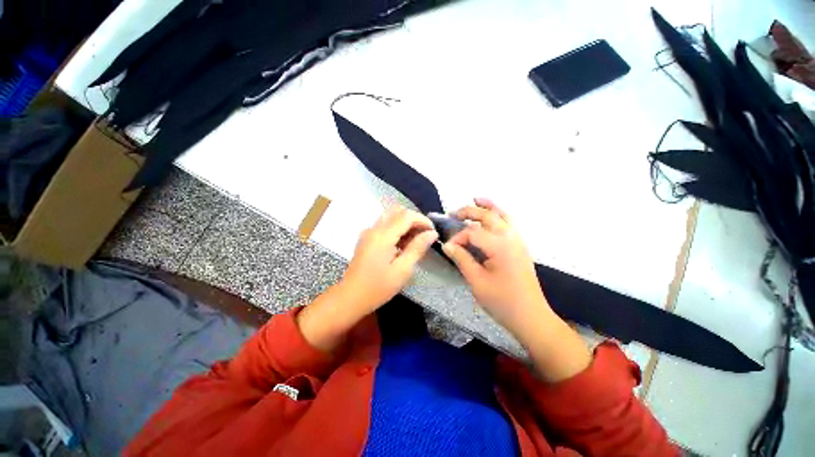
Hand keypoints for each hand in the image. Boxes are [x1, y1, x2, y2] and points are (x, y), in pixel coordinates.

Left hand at [298, 205, 436, 352]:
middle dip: (414, 219)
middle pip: (398, 211)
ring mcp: (368, 232)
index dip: (423, 220)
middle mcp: (374, 228)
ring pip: (391, 215)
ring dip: (405, 223)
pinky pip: (384, 224)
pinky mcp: (366, 237)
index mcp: (383, 235)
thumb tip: (432, 233)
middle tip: (424, 235)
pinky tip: (401, 244)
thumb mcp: (402, 270)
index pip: (407, 216)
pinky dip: (396, 227)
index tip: (433, 232)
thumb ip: (417, 248)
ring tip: (415, 240)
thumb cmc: (378, 287)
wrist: (350, 298)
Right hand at [442, 198, 548, 334]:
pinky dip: (499, 215)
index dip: (457, 238)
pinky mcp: (520, 247)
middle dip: (469, 211)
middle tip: (453, 212)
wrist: (531, 317)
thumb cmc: (503, 302)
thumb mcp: (477, 281)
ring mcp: (518, 241)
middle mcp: (511, 238)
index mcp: (500, 246)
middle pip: (488, 216)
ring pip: (503, 215)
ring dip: (488, 206)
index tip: (448, 248)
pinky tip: (492, 216)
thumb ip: (462, 259)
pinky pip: (509, 223)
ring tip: (476, 199)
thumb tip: (448, 246)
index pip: (472, 233)